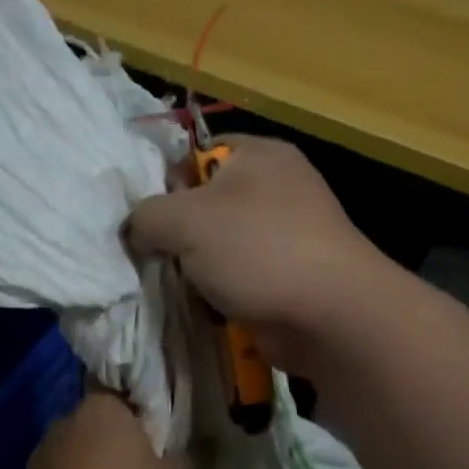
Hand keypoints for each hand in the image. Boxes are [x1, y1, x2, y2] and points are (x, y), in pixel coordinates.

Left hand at [13, 386, 191, 468]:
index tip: (159, 449)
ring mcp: (39, 457)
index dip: (145, 421)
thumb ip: (188, 458)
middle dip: (118, 448)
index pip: (126, 397)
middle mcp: (64, 422)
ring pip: (78, 457)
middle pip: (100, 428)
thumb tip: (189, 447)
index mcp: (101, 408)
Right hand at [125, 136, 395, 373]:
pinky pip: (239, 279)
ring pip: (219, 247)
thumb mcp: (185, 219)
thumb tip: (138, 229)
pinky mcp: (290, 277)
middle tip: (160, 256)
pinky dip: (222, 294)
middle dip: (179, 235)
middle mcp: (277, 188)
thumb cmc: (257, 250)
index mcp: (259, 155)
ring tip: (185, 288)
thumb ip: (146, 215)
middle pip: (206, 204)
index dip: (167, 181)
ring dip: (197, 271)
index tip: (151, 216)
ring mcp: (288, 235)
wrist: (330, 316)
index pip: (198, 153)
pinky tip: (211, 310)